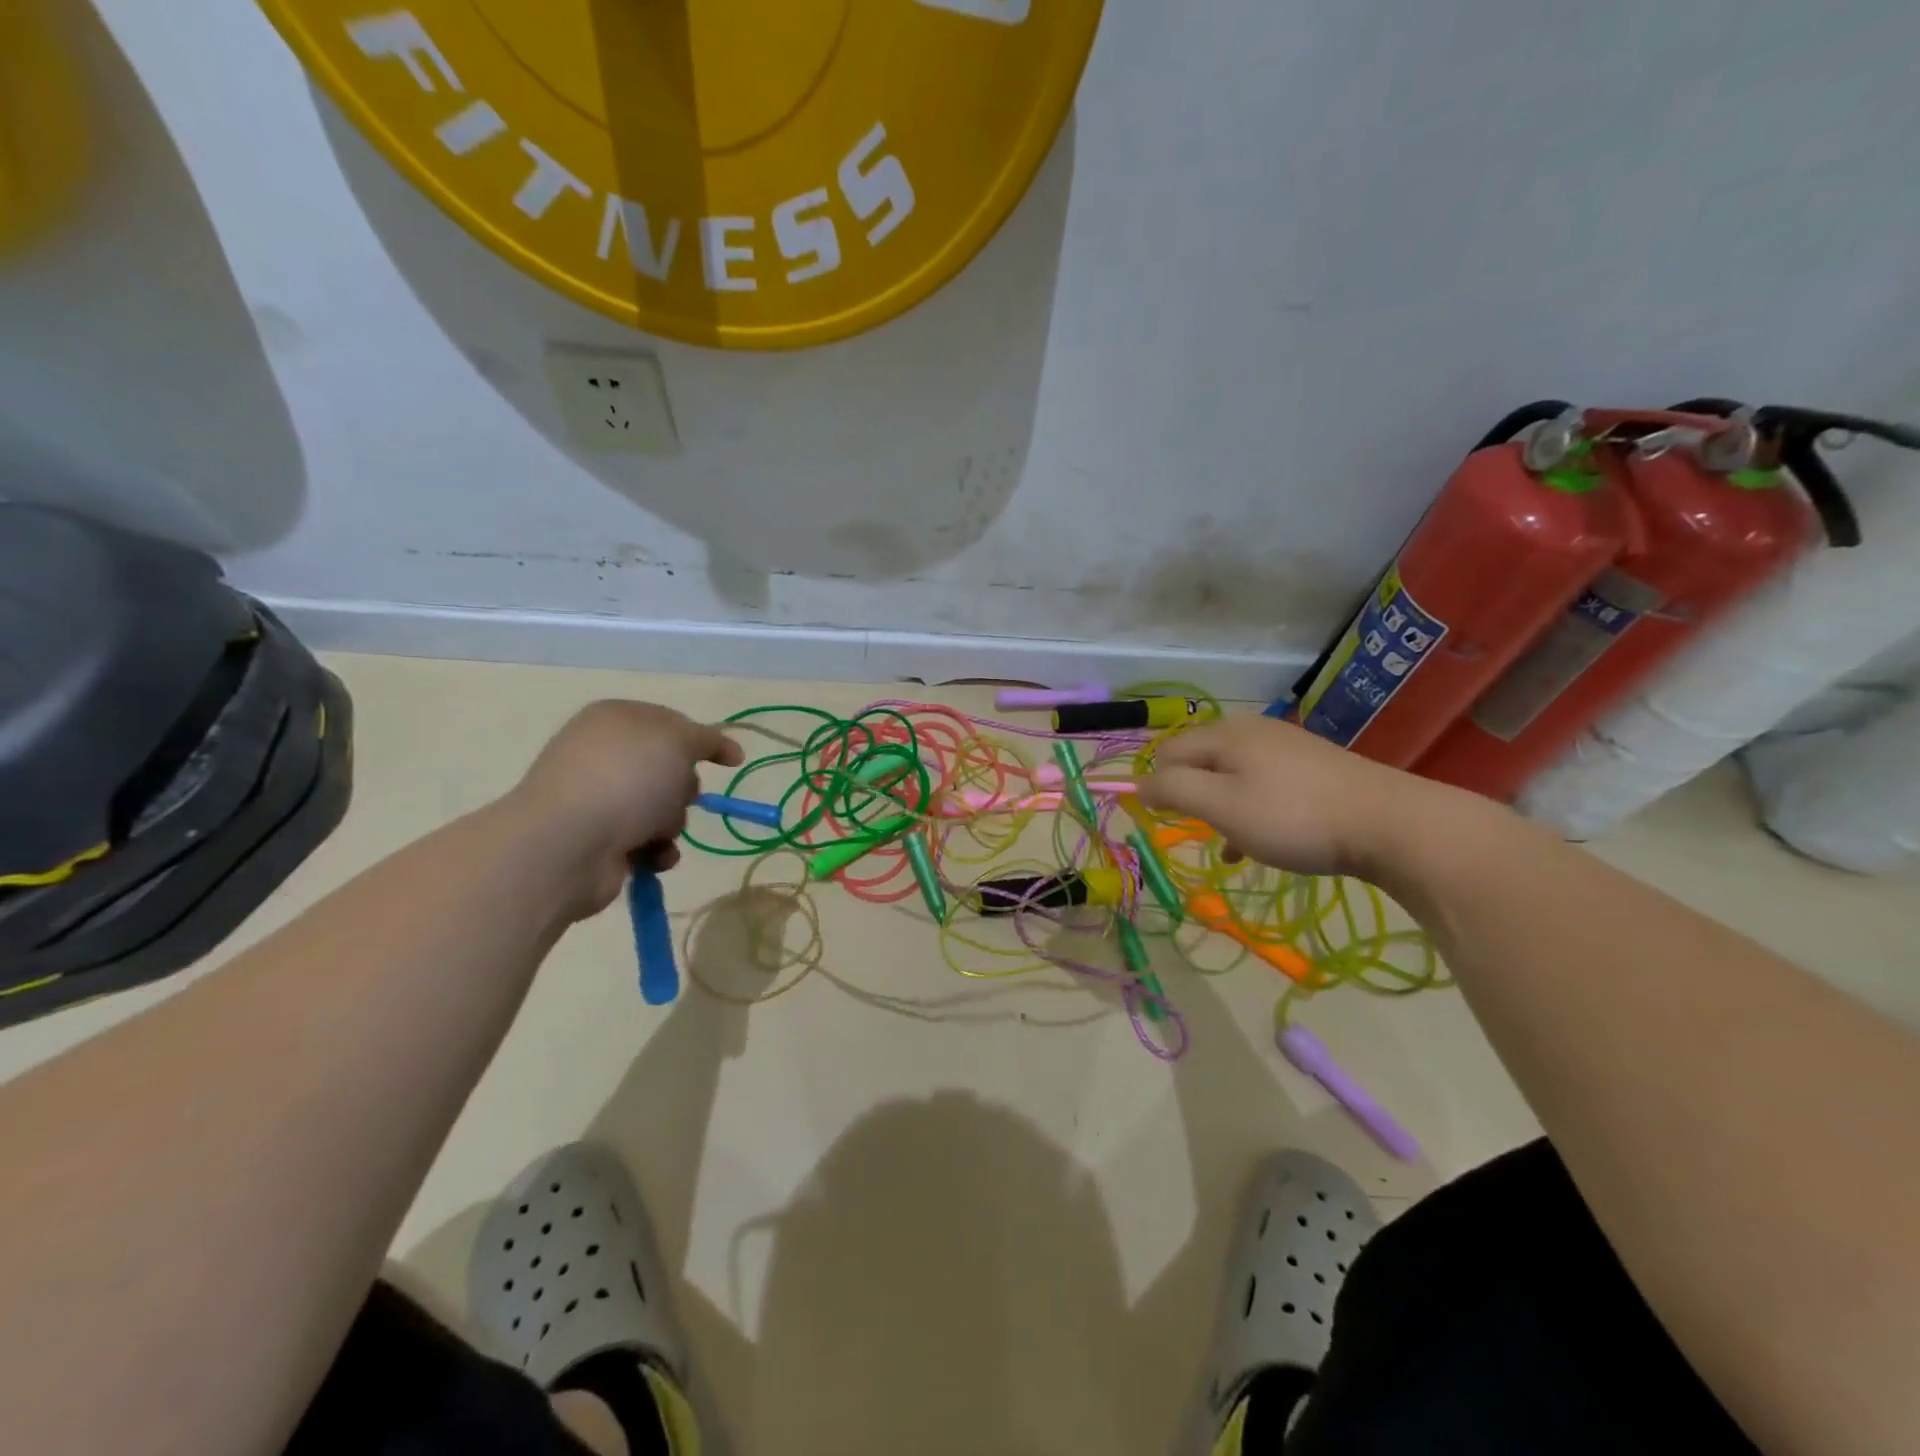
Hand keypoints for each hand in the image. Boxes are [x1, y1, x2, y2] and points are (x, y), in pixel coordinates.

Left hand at [504, 700, 742, 916]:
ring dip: (672, 823)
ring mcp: (598, 799)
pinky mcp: (598, 840)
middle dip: (684, 787)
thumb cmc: (626, 779)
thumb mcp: (678, 741)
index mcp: (615, 719)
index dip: (704, 740)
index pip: (671, 722)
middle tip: (680, 796)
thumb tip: (726, 748)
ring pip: (662, 809)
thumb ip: (707, 738)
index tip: (732, 761)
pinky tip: (652, 856)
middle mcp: (603, 755)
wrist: (569, 843)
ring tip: (658, 833)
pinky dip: (657, 851)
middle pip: (669, 769)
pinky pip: (647, 842)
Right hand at [1137, 715, 1429, 876]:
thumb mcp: (1222, 805)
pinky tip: (1257, 842)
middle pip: (1199, 761)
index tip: (1164, 823)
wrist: (1392, 824)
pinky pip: (1263, 785)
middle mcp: (1252, 731)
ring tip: (1227, 843)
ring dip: (1220, 807)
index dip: (1157, 786)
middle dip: (1191, 795)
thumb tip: (1139, 783)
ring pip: (1231, 775)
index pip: (1167, 752)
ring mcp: (1286, 747)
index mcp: (1225, 734)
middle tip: (1199, 830)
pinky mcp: (1313, 768)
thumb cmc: (1294, 817)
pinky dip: (1250, 810)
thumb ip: (1174, 790)